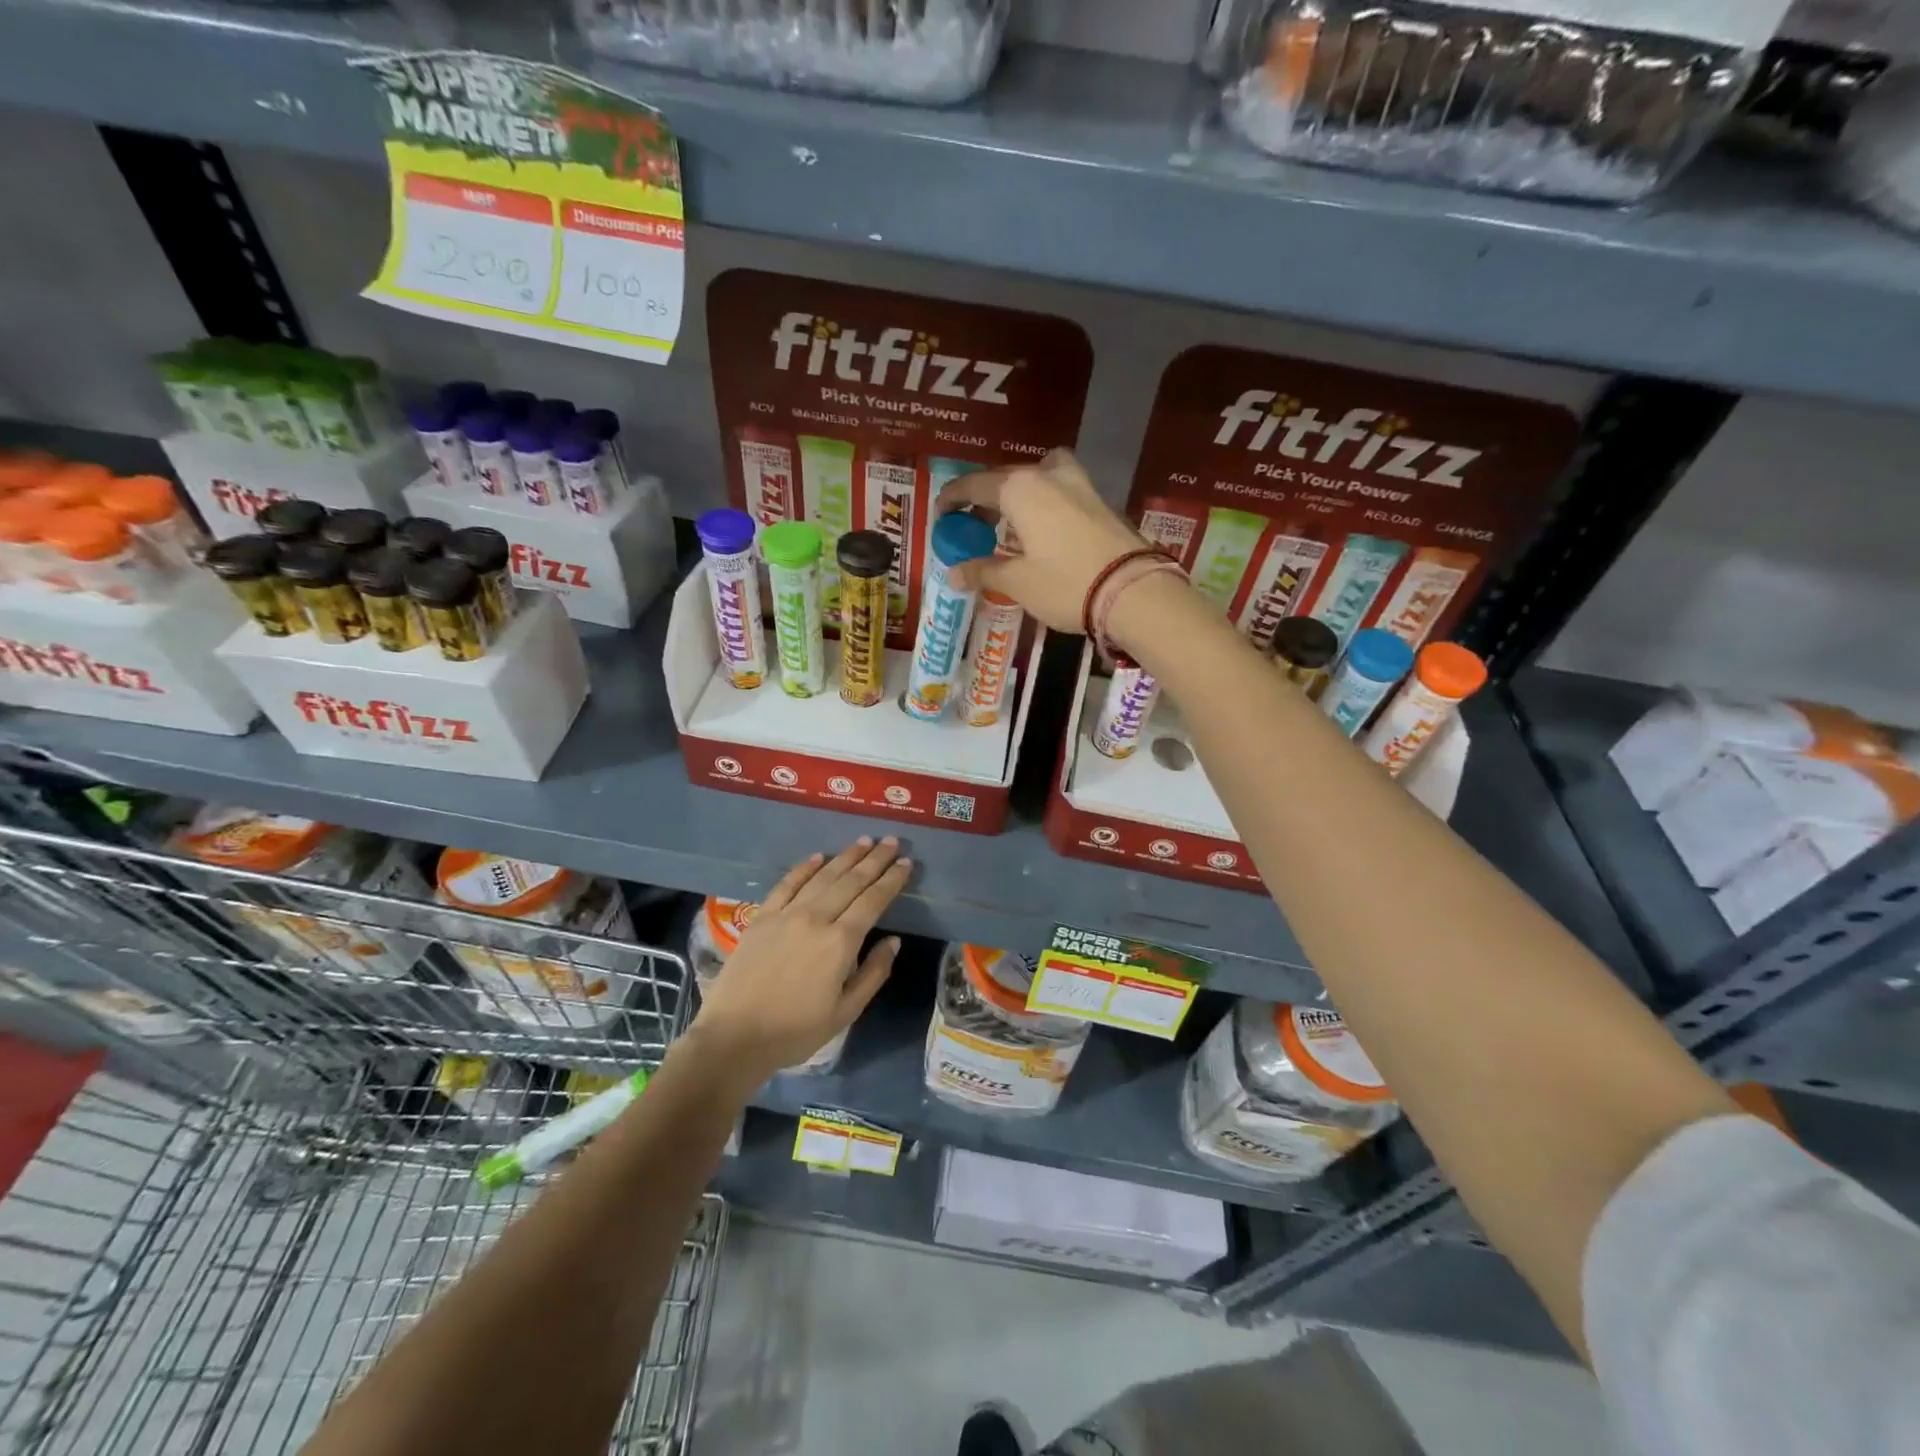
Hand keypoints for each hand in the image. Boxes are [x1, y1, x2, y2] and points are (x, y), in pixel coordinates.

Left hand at [686, 838, 911, 1084]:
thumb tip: (894, 940)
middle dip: (874, 859)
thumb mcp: (846, 1012)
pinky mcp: (761, 917)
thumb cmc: (795, 1031)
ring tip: (865, 841)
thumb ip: (874, 973)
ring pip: (822, 877)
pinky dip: (805, 867)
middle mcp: (815, 918)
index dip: (891, 880)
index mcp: (840, 942)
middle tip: (892, 841)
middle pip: (851, 881)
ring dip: (846, 857)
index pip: (872, 901)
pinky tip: (819, 856)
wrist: (733, 1037)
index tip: (907, 863)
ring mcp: (786, 914)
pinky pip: (787, 884)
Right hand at [934, 448, 1146, 634]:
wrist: (1133, 591)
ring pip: (1036, 477)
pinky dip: (1042, 502)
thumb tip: (953, 573)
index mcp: (1019, 488)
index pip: (974, 484)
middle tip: (972, 527)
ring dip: (1017, 495)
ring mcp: (1078, 484)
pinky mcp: (1099, 500)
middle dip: (984, 499)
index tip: (941, 516)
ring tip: (1009, 525)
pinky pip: (1058, 490)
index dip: (952, 498)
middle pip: (1005, 478)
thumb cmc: (1066, 584)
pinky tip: (1041, 530)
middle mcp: (1047, 475)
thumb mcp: (1018, 582)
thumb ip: (983, 571)